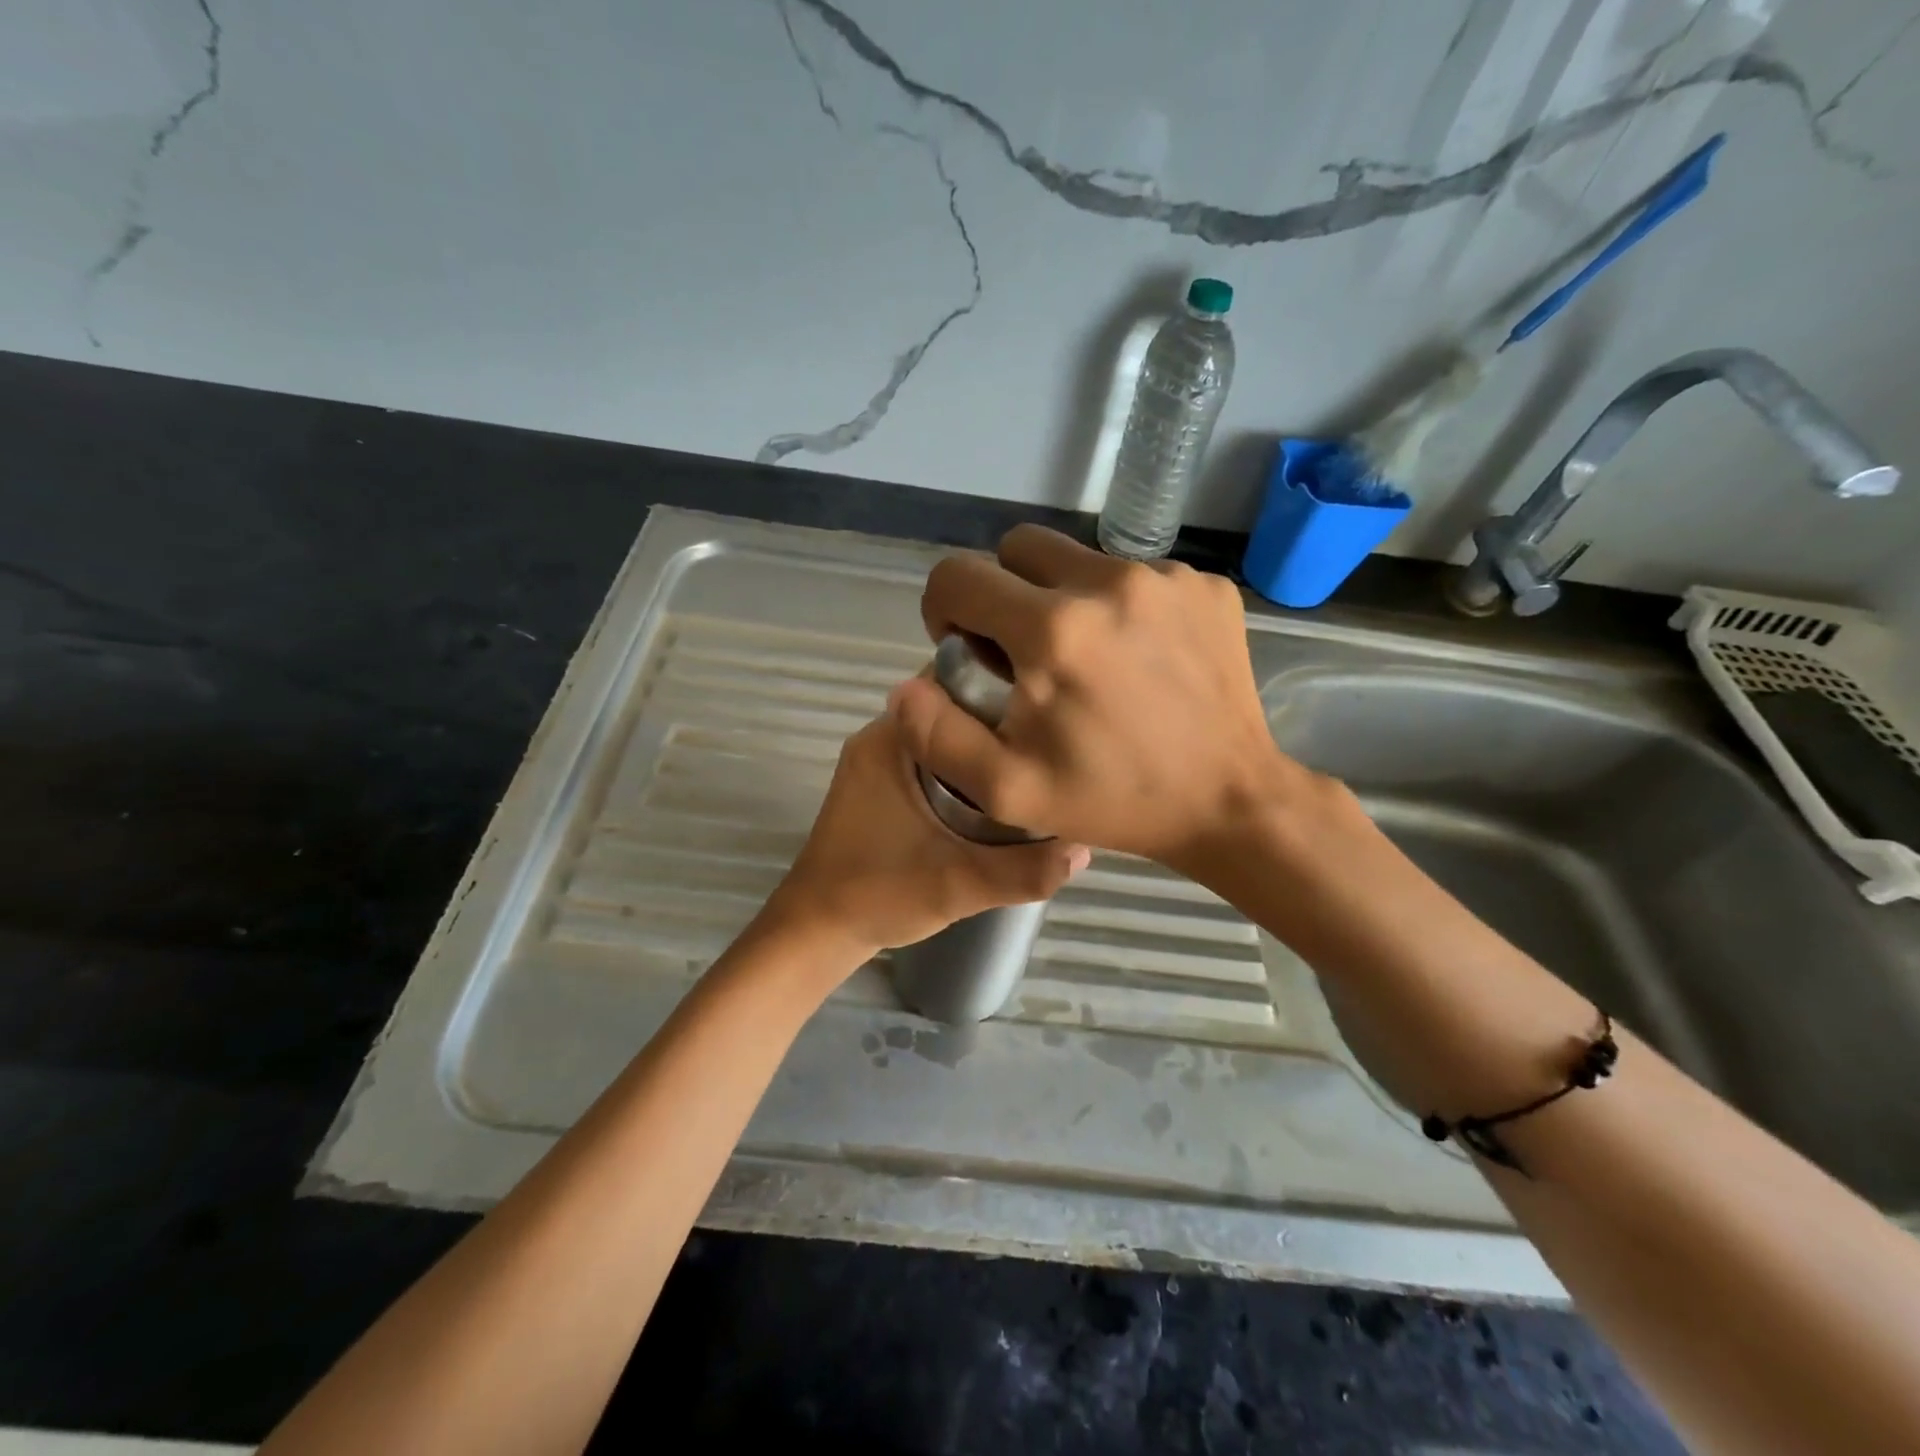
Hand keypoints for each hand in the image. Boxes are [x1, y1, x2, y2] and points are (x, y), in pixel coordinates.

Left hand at [766, 711, 1089, 959]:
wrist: (817, 932)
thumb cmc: (877, 895)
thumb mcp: (959, 884)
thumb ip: (1023, 871)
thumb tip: (1085, 850)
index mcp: (889, 740)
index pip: (951, 684)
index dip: (1002, 689)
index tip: (1046, 709)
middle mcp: (879, 739)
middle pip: (950, 710)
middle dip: (999, 722)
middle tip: (1049, 741)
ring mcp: (876, 763)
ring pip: (942, 737)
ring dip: (981, 748)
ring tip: (1033, 763)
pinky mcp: (878, 787)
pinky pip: (930, 760)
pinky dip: (962, 769)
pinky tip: (998, 792)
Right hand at [889, 525, 1317, 872]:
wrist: (1228, 800)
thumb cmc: (1114, 800)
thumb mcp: (1009, 790)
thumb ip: (938, 736)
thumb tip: (905, 687)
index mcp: (1052, 630)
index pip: (958, 575)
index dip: (944, 609)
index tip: (966, 649)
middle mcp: (1108, 582)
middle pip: (1017, 547)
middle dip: (1002, 592)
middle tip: (1022, 649)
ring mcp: (1165, 577)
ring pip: (1079, 558)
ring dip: (1063, 597)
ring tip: (1088, 658)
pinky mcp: (1205, 585)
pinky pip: (1136, 574)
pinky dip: (1119, 606)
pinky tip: (1139, 658)